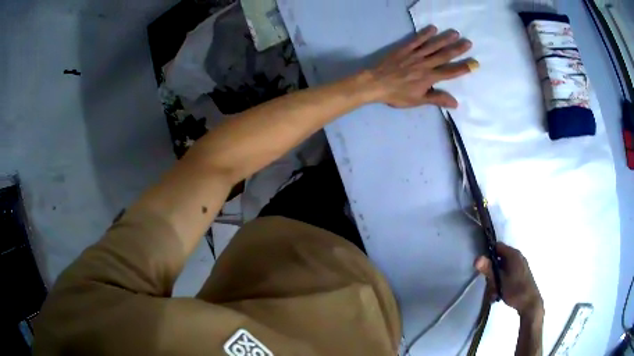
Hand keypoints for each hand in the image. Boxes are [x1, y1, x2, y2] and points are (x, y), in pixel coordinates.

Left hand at [366, 25, 476, 107]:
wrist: (375, 83)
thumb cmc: (396, 94)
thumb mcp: (418, 100)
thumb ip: (437, 99)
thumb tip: (456, 103)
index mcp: (429, 78)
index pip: (450, 72)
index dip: (463, 68)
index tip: (475, 64)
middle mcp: (424, 64)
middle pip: (444, 55)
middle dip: (458, 49)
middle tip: (468, 42)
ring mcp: (414, 55)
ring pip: (432, 45)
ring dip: (445, 39)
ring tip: (455, 33)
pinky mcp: (404, 49)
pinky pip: (416, 40)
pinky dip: (425, 34)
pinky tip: (433, 28)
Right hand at [474, 243, 543, 317]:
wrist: (530, 303)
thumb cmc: (515, 290)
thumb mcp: (499, 281)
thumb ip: (488, 269)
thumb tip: (476, 258)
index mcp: (513, 254)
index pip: (497, 246)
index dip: (488, 253)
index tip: (482, 266)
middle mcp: (518, 257)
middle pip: (499, 259)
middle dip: (492, 272)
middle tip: (488, 284)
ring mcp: (520, 266)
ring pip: (503, 269)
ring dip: (496, 280)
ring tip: (494, 293)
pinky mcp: (521, 274)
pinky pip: (507, 274)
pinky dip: (502, 282)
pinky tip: (499, 294)